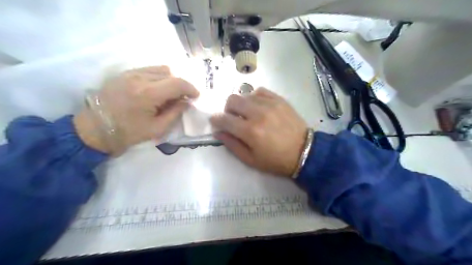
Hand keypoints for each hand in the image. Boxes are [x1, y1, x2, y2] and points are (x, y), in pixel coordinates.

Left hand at [74, 66, 198, 154]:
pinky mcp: (124, 74)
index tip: (196, 96)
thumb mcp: (157, 129)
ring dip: (170, 80)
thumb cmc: (127, 133)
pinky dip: (158, 77)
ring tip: (169, 94)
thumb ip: (175, 113)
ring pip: (160, 69)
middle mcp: (139, 78)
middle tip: (182, 99)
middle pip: (170, 73)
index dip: (191, 88)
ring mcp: (130, 73)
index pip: (177, 83)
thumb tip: (186, 102)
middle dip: (181, 85)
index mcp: (148, 94)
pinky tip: (156, 89)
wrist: (94, 129)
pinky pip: (148, 70)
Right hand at [211, 88, 308, 176]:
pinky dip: (254, 97)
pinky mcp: (280, 100)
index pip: (225, 119)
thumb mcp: (250, 159)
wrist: (304, 152)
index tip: (215, 121)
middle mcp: (258, 114)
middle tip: (233, 118)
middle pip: (232, 100)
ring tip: (248, 114)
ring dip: (241, 104)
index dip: (216, 120)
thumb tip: (218, 132)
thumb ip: (232, 145)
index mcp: (250, 131)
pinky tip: (258, 106)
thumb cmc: (276, 160)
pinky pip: (260, 91)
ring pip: (245, 94)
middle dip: (227, 109)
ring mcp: (270, 104)